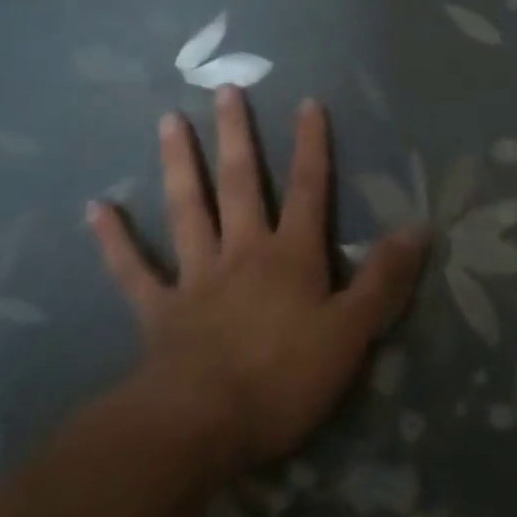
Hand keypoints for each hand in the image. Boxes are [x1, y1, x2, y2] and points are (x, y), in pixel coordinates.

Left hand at [88, 90, 426, 471]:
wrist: (198, 427)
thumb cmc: (284, 378)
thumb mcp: (353, 332)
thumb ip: (384, 279)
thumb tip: (420, 227)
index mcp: (292, 256)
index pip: (311, 189)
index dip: (312, 146)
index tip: (308, 102)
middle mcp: (243, 252)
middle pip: (241, 184)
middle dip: (237, 136)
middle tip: (225, 89)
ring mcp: (195, 277)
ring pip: (187, 210)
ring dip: (178, 165)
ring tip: (168, 121)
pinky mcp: (158, 310)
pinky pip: (133, 269)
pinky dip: (115, 239)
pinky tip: (96, 208)